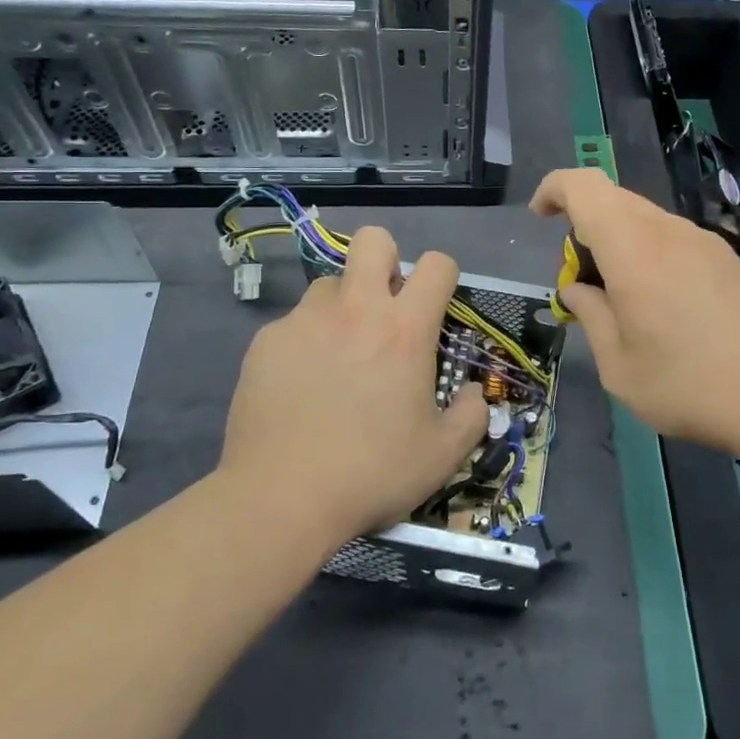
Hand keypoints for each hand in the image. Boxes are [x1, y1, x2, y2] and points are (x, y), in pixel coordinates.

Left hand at [218, 226, 487, 551]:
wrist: (282, 498)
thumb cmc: (372, 472)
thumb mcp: (442, 454)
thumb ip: (471, 415)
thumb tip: (474, 393)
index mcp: (405, 328)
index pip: (436, 264)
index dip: (443, 276)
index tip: (437, 306)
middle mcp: (355, 309)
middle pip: (373, 240)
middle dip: (386, 260)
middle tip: (386, 308)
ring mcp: (304, 321)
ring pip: (329, 284)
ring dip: (343, 305)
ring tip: (339, 354)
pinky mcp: (266, 341)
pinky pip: (294, 323)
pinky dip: (305, 341)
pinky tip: (301, 386)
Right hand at [532, 168, 739, 454]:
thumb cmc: (688, 386)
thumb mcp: (619, 367)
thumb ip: (591, 316)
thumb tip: (577, 289)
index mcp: (633, 250)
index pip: (584, 186)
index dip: (554, 189)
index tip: (540, 218)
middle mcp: (668, 231)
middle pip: (613, 198)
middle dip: (583, 223)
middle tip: (581, 278)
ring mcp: (703, 241)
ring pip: (644, 217)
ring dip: (618, 240)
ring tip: (621, 298)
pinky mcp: (726, 258)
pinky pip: (672, 236)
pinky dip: (648, 251)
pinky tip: (661, 302)